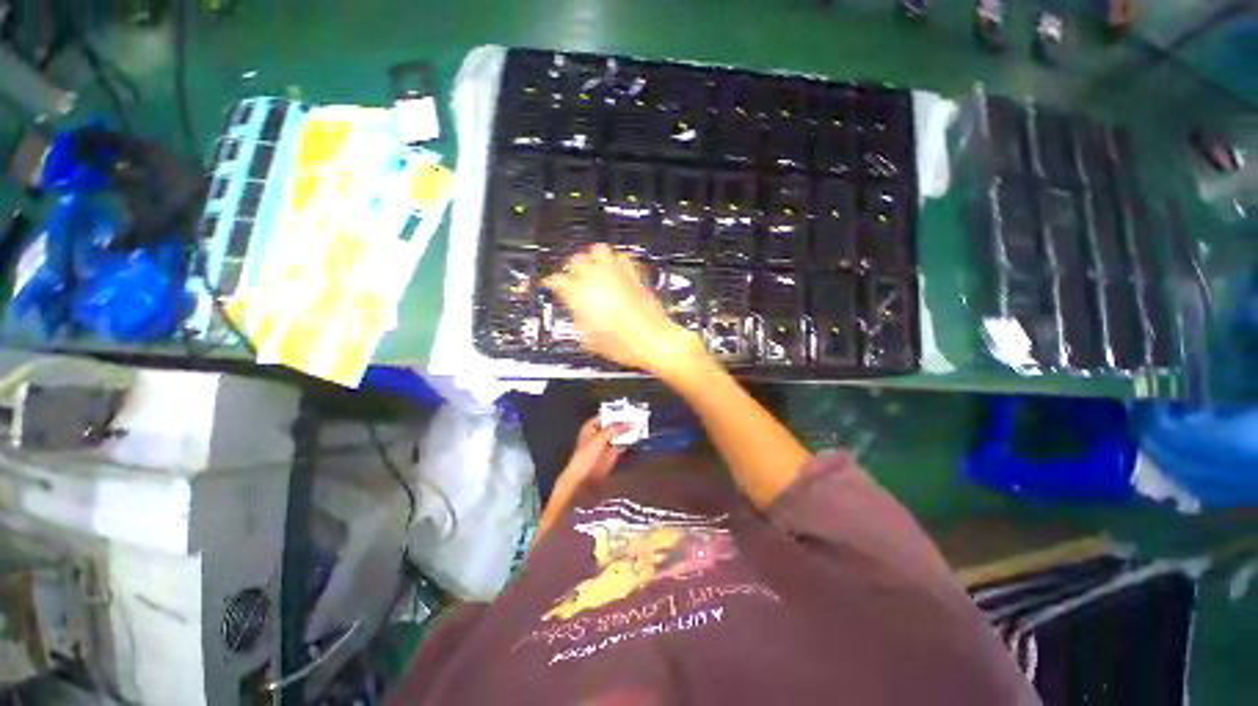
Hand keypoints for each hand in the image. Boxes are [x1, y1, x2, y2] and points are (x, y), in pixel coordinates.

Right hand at [543, 244, 703, 376]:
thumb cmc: (623, 346)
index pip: (557, 280)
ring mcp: (616, 275)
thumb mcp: (590, 340)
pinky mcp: (634, 275)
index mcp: (580, 296)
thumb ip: (578, 319)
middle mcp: (596, 280)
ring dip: (593, 258)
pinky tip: (616, 270)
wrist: (653, 341)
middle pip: (576, 259)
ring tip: (594, 268)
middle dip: (572, 267)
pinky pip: (622, 257)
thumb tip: (576, 312)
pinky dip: (616, 260)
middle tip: (574, 277)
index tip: (553, 284)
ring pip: (598, 250)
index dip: (552, 282)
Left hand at [555, 417, 630, 493]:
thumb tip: (627, 424)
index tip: (628, 410)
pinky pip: (620, 444)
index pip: (606, 415)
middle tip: (636, 417)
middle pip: (613, 424)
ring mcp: (604, 443)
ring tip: (639, 425)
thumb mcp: (599, 439)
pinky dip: (627, 441)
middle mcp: (598, 433)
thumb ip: (613, 430)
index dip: (616, 413)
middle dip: (623, 422)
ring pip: (618, 434)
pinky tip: (635, 438)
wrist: (582, 477)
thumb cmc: (586, 455)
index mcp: (591, 426)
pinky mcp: (610, 454)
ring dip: (626, 431)